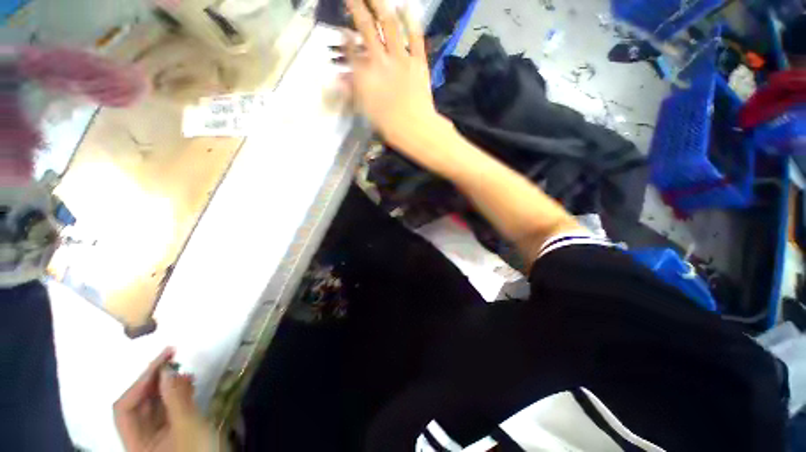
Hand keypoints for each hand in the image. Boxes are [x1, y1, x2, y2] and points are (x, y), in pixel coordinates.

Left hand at [114, 348, 217, 451]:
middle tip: (173, 357)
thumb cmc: (198, 451)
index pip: (124, 407)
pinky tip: (189, 382)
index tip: (163, 359)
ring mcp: (156, 435)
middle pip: (138, 404)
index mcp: (135, 443)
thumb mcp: (189, 427)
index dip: (140, 382)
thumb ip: (176, 399)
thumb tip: (167, 369)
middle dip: (154, 380)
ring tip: (184, 369)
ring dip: (167, 384)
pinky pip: (168, 408)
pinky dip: (176, 393)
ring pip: (153, 405)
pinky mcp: (172, 431)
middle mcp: (140, 438)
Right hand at [342, 0, 451, 151]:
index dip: (345, 38)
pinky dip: (411, 21)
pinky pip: (415, 38)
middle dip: (357, 8)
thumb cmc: (389, 125)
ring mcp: (401, 59)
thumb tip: (340, 78)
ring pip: (390, 26)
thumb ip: (354, 90)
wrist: (415, 128)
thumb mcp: (366, 110)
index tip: (342, 30)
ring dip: (381, 5)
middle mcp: (380, 61)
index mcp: (366, 75)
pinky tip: (406, 7)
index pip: (351, 50)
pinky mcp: (418, 62)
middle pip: (366, 29)